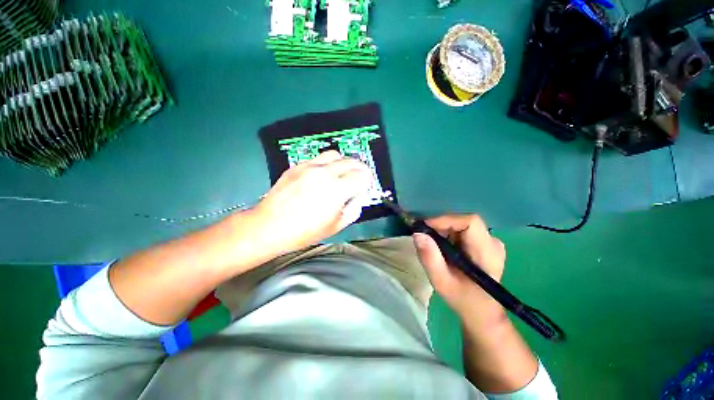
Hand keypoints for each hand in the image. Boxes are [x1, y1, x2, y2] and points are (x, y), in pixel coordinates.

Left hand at [252, 151, 372, 254]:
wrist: (269, 226)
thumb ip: (354, 209)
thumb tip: (358, 196)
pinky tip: (323, 175)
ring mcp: (309, 167)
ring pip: (335, 154)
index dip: (367, 181)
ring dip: (344, 162)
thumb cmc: (304, 232)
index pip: (362, 176)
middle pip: (351, 161)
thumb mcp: (336, 226)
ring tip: (342, 173)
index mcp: (337, 190)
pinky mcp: (297, 166)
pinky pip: (318, 158)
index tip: (365, 187)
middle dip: (360, 169)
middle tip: (359, 178)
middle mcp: (325, 173)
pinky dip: (327, 164)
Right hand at [413, 214, 505, 318]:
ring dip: (443, 230)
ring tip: (432, 244)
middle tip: (424, 237)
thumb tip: (417, 233)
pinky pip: (462, 229)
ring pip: (461, 224)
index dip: (446, 220)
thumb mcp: (441, 281)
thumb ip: (429, 258)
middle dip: (440, 226)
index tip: (425, 227)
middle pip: (463, 221)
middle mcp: (492, 242)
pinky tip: (442, 246)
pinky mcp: (484, 242)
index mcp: (487, 252)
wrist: (481, 311)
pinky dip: (448, 233)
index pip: (470, 222)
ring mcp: (490, 241)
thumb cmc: (463, 299)